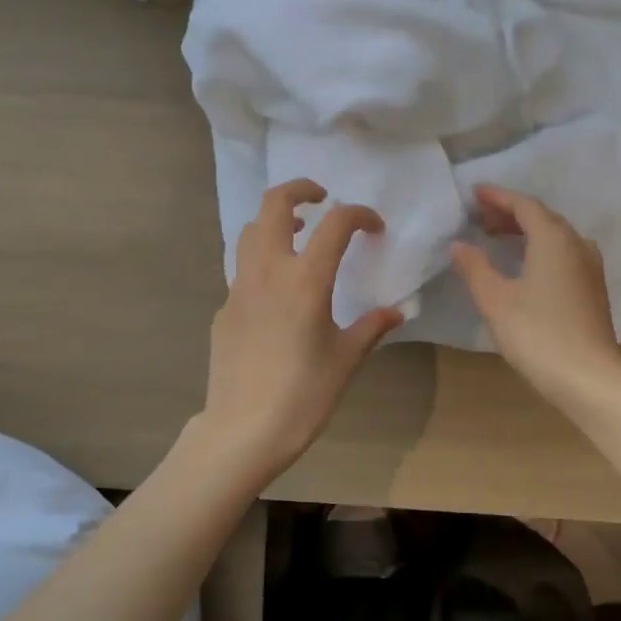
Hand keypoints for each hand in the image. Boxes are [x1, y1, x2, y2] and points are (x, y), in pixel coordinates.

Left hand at [198, 179, 402, 482]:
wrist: (244, 430)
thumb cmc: (304, 395)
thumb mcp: (346, 360)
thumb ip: (371, 328)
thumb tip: (396, 312)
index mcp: (305, 280)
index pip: (335, 224)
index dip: (359, 214)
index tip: (374, 228)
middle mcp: (268, 272)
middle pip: (274, 205)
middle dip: (299, 190)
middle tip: (322, 200)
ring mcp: (239, 289)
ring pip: (251, 232)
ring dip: (276, 222)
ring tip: (299, 237)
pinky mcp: (224, 310)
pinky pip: (243, 270)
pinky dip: (263, 262)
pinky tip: (279, 293)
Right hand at [450, 185, 620, 403]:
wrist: (589, 378)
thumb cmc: (537, 334)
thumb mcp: (496, 301)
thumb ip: (475, 268)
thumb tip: (459, 244)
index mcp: (554, 239)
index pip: (524, 205)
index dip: (498, 197)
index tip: (474, 194)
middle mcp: (577, 245)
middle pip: (543, 218)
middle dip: (511, 214)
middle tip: (480, 219)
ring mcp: (591, 268)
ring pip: (557, 237)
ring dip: (528, 232)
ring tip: (501, 240)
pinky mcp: (594, 290)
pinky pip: (565, 255)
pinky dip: (542, 250)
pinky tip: (528, 268)